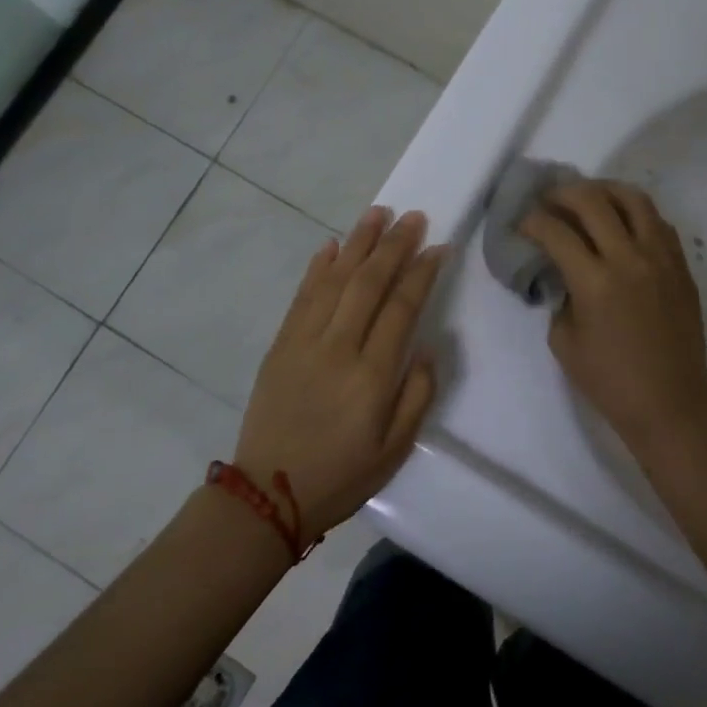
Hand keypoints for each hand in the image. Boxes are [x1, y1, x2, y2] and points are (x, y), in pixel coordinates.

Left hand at [234, 206, 445, 544]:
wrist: (268, 492)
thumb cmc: (341, 475)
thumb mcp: (395, 449)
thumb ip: (417, 395)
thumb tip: (426, 347)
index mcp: (372, 375)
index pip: (401, 308)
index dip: (421, 273)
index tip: (438, 247)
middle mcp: (338, 347)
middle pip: (369, 283)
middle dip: (394, 246)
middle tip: (412, 217)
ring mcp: (304, 341)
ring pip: (335, 279)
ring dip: (358, 243)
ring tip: (377, 214)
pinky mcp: (281, 344)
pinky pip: (302, 296)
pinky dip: (318, 267)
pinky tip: (331, 246)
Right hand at [518, 181, 706, 449]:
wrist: (671, 402)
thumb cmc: (610, 380)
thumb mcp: (564, 342)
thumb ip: (560, 297)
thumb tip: (563, 272)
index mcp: (595, 282)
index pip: (556, 232)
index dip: (532, 221)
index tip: (522, 222)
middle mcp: (629, 259)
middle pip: (592, 201)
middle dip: (562, 193)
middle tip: (548, 200)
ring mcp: (660, 258)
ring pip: (633, 199)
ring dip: (603, 190)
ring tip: (587, 196)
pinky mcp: (680, 265)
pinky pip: (658, 221)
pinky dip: (635, 212)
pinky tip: (621, 221)